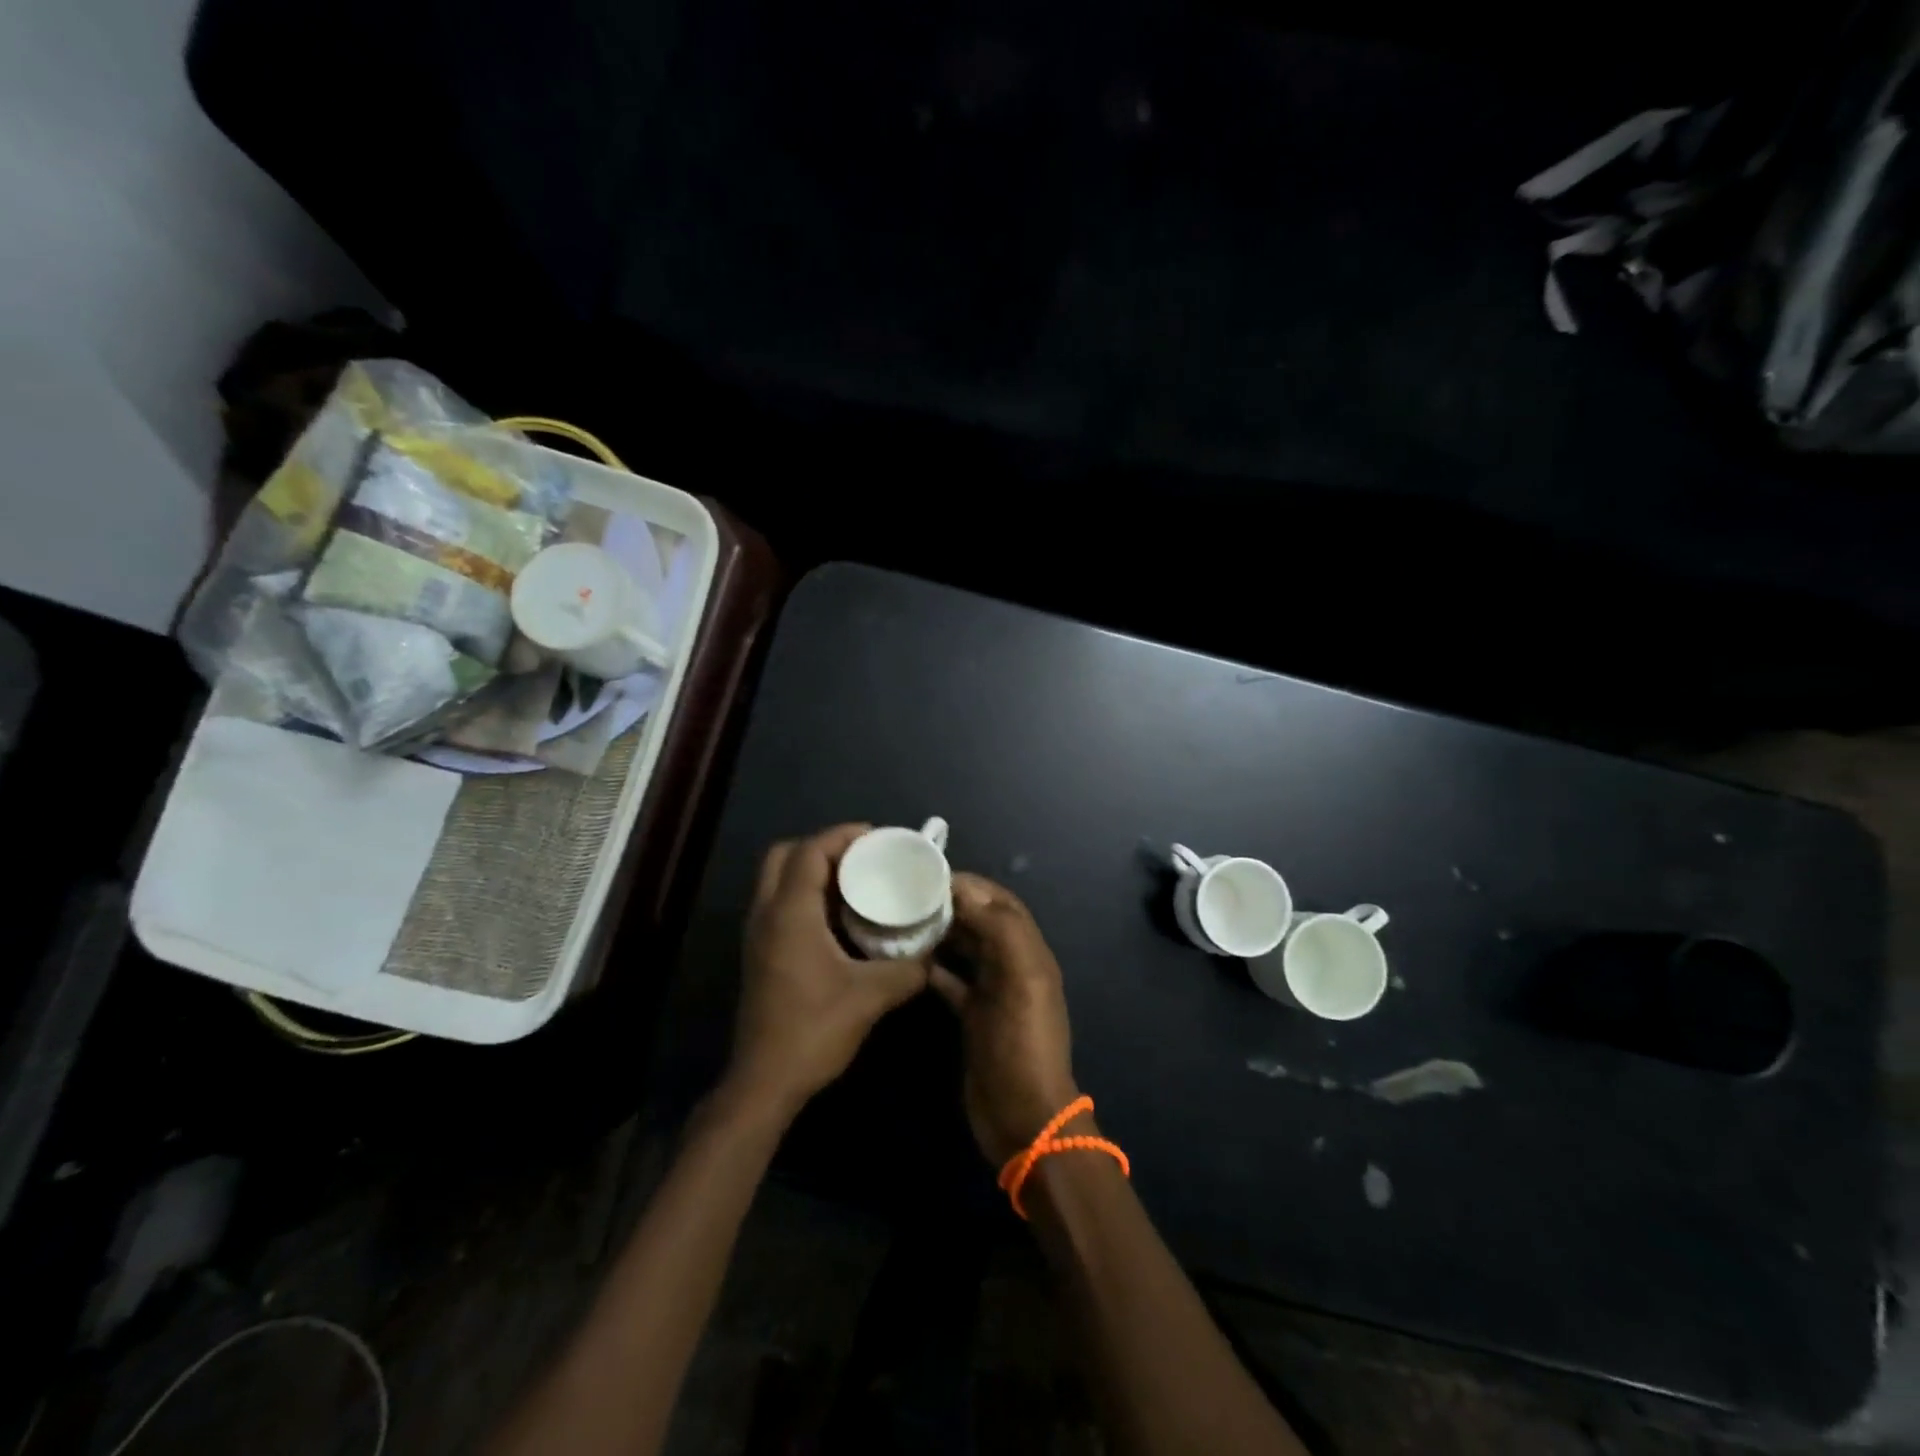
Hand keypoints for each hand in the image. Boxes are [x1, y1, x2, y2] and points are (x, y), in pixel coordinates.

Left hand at [724, 824, 929, 1119]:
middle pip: (785, 855)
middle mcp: (766, 914)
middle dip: (823, 847)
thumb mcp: (871, 997)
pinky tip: (839, 917)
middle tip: (862, 857)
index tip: (877, 837)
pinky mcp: (760, 953)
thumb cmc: (814, 1030)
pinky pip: (779, 903)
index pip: (809, 851)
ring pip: (778, 879)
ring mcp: (758, 934)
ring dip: (812, 870)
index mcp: (790, 913)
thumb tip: (935, 952)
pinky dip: (806, 894)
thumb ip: (909, 970)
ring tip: (856, 880)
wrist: (764, 1082)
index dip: (842, 836)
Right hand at [930, 874, 1081, 1166]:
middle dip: (948, 904)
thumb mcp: (1021, 981)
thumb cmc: (1022, 1044)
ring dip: (938, 932)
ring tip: (899, 920)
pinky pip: (950, 980)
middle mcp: (1011, 964)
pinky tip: (905, 961)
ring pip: (963, 947)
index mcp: (1028, 950)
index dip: (967, 884)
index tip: (926, 874)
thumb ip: (1001, 929)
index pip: (998, 901)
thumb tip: (964, 889)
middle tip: (904, 894)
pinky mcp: (972, 1015)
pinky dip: (932, 967)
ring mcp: (991, 991)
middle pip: (979, 920)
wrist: (1023, 1117)